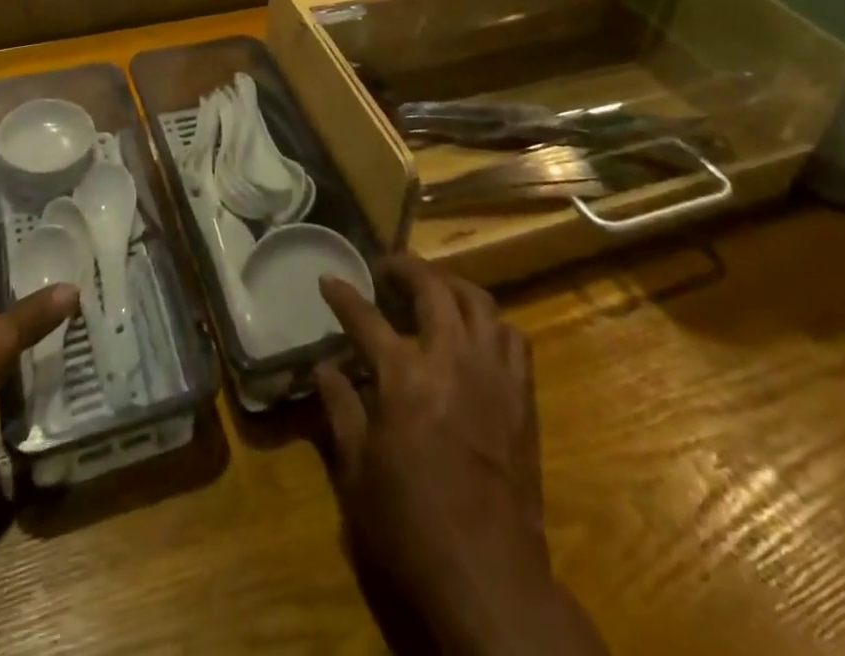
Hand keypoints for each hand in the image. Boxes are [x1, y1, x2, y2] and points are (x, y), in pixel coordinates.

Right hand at [314, 256, 607, 655]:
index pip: (364, 317)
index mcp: (404, 376)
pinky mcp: (521, 396)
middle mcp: (450, 358)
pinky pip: (512, 338)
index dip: (342, 295)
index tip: (328, 278)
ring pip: (478, 301)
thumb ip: (340, 409)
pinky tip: (477, 334)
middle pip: (431, 287)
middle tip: (387, 269)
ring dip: (451, 286)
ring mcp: (492, 373)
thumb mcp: (357, 472)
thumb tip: (323, 368)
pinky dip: (491, 323)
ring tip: (434, 289)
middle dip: (405, 267)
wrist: (489, 577)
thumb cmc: (411, 527)